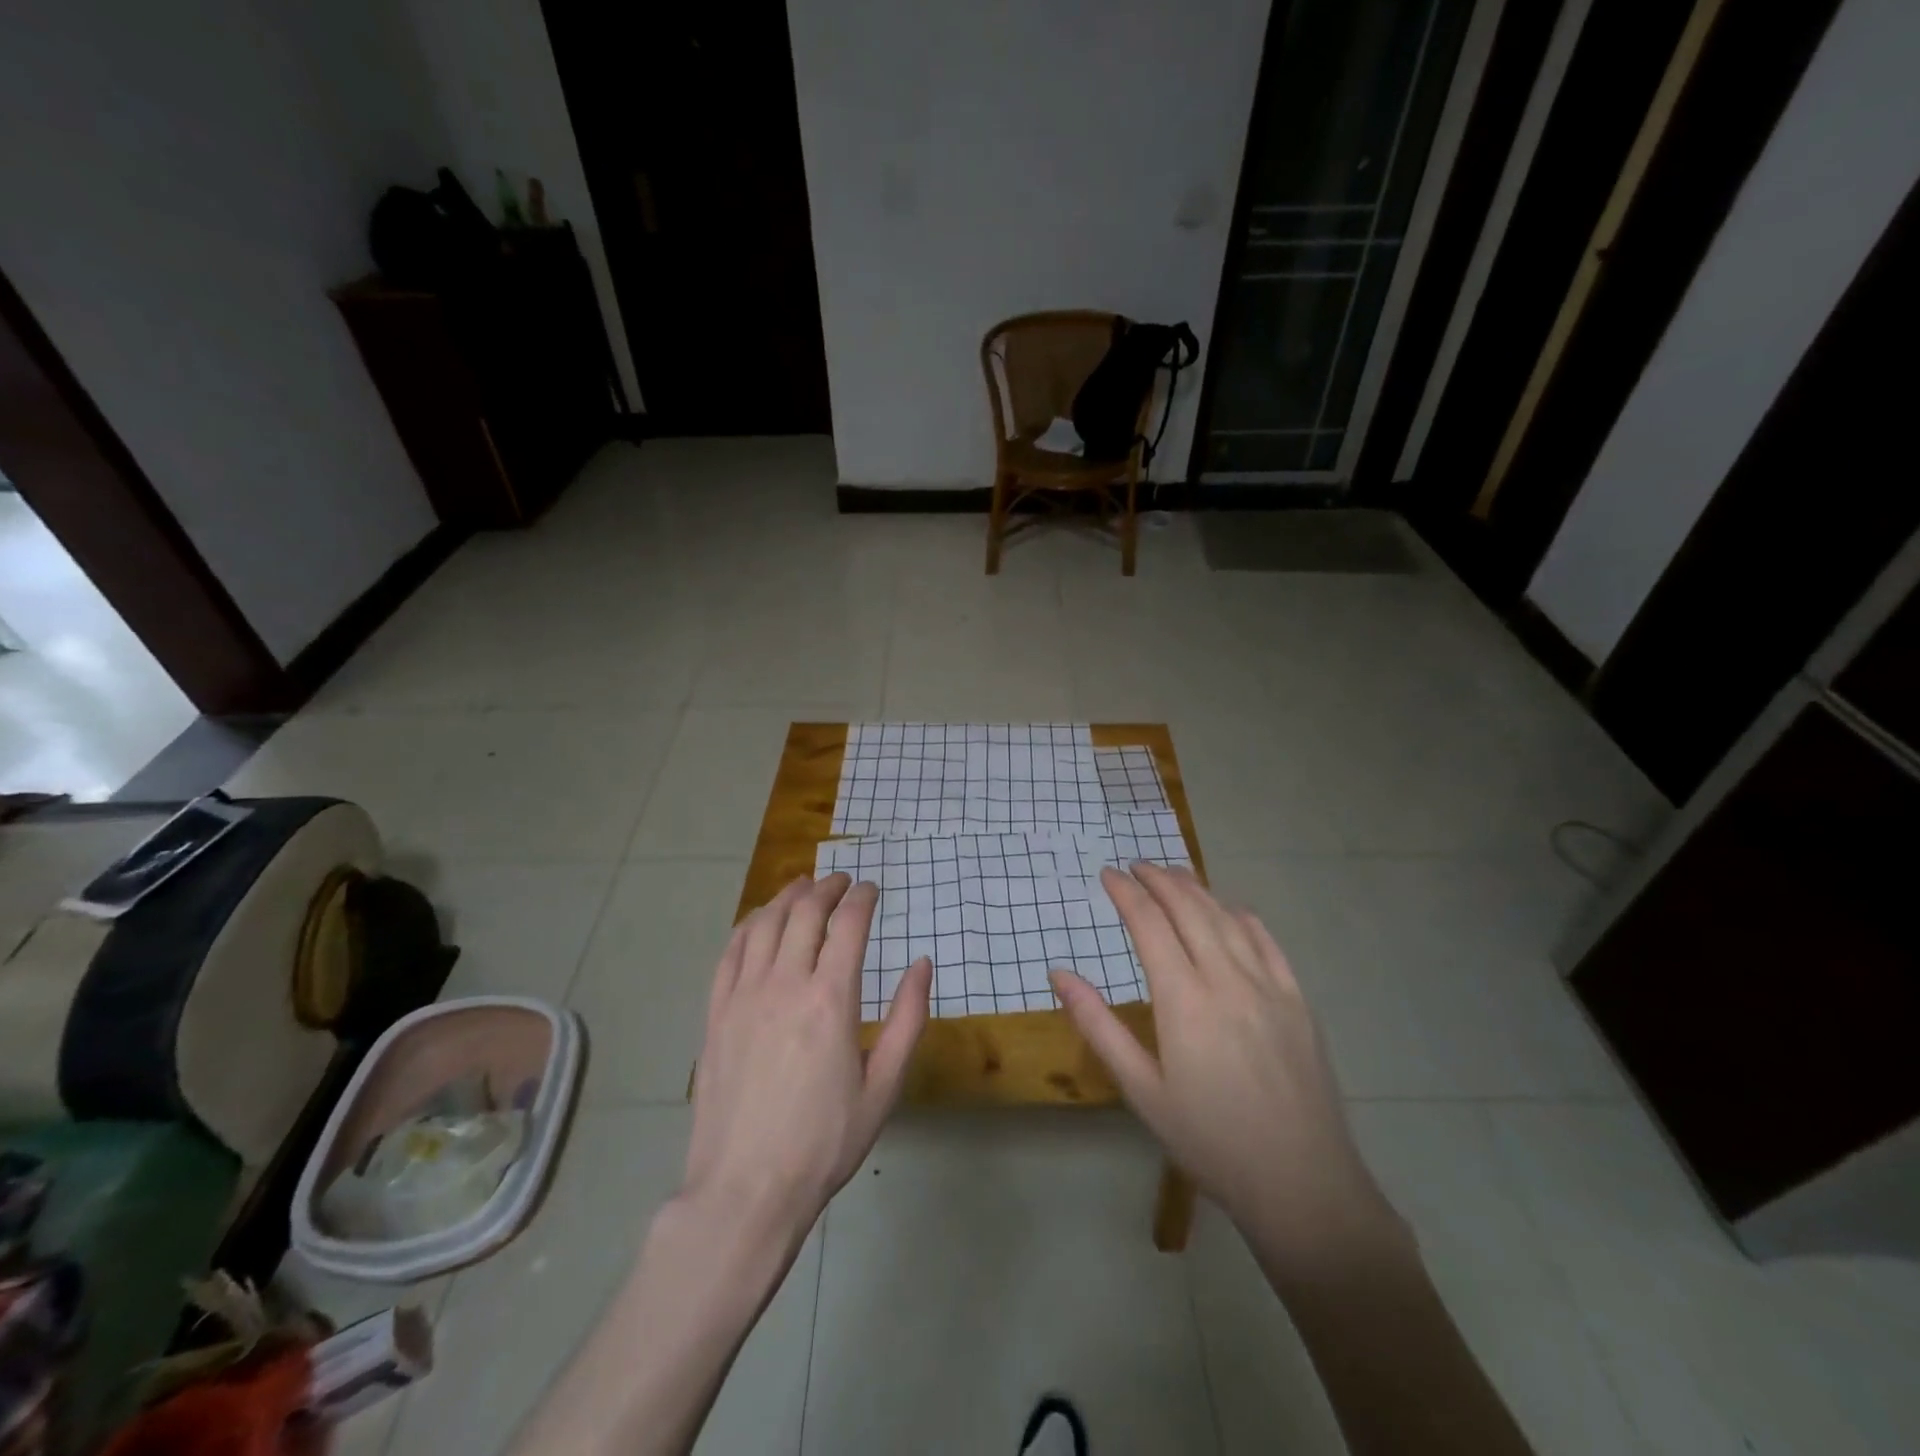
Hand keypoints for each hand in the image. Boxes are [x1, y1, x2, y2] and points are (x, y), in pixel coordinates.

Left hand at [681, 874, 930, 1246]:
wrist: (746, 1189)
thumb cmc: (825, 1141)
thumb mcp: (884, 1086)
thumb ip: (908, 1019)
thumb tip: (922, 964)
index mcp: (831, 1000)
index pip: (848, 925)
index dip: (863, 898)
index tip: (872, 889)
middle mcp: (785, 984)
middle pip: (805, 912)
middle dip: (827, 888)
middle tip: (842, 882)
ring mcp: (743, 996)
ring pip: (764, 923)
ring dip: (787, 897)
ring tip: (803, 887)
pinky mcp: (716, 1013)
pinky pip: (730, 952)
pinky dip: (748, 925)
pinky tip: (758, 921)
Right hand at [1051, 864, 1403, 1263]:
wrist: (1301, 1183)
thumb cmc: (1209, 1140)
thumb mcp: (1141, 1090)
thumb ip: (1098, 1026)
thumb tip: (1059, 974)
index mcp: (1183, 999)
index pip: (1148, 924)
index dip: (1125, 892)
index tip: (1107, 874)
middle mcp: (1226, 978)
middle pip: (1188, 908)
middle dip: (1158, 879)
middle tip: (1135, 865)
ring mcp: (1268, 985)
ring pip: (1226, 917)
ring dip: (1196, 889)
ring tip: (1172, 875)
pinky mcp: (1297, 1000)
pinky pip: (1266, 940)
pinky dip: (1240, 915)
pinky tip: (1229, 909)